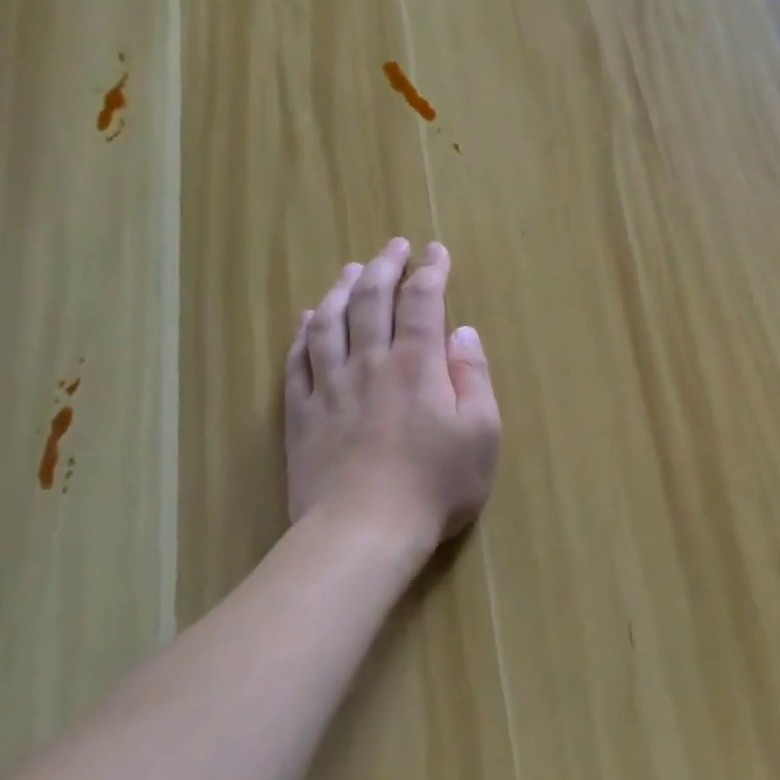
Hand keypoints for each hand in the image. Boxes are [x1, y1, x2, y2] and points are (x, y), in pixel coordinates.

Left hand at [284, 239, 500, 553]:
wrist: (362, 534)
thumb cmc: (435, 484)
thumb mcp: (481, 432)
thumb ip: (474, 376)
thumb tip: (463, 333)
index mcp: (417, 364)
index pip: (423, 301)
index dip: (431, 271)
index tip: (437, 251)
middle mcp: (370, 363)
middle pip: (372, 300)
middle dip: (386, 266)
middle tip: (395, 246)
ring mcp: (330, 388)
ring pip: (330, 323)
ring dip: (343, 289)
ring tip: (352, 269)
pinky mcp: (302, 415)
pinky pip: (298, 361)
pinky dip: (304, 333)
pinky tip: (309, 320)